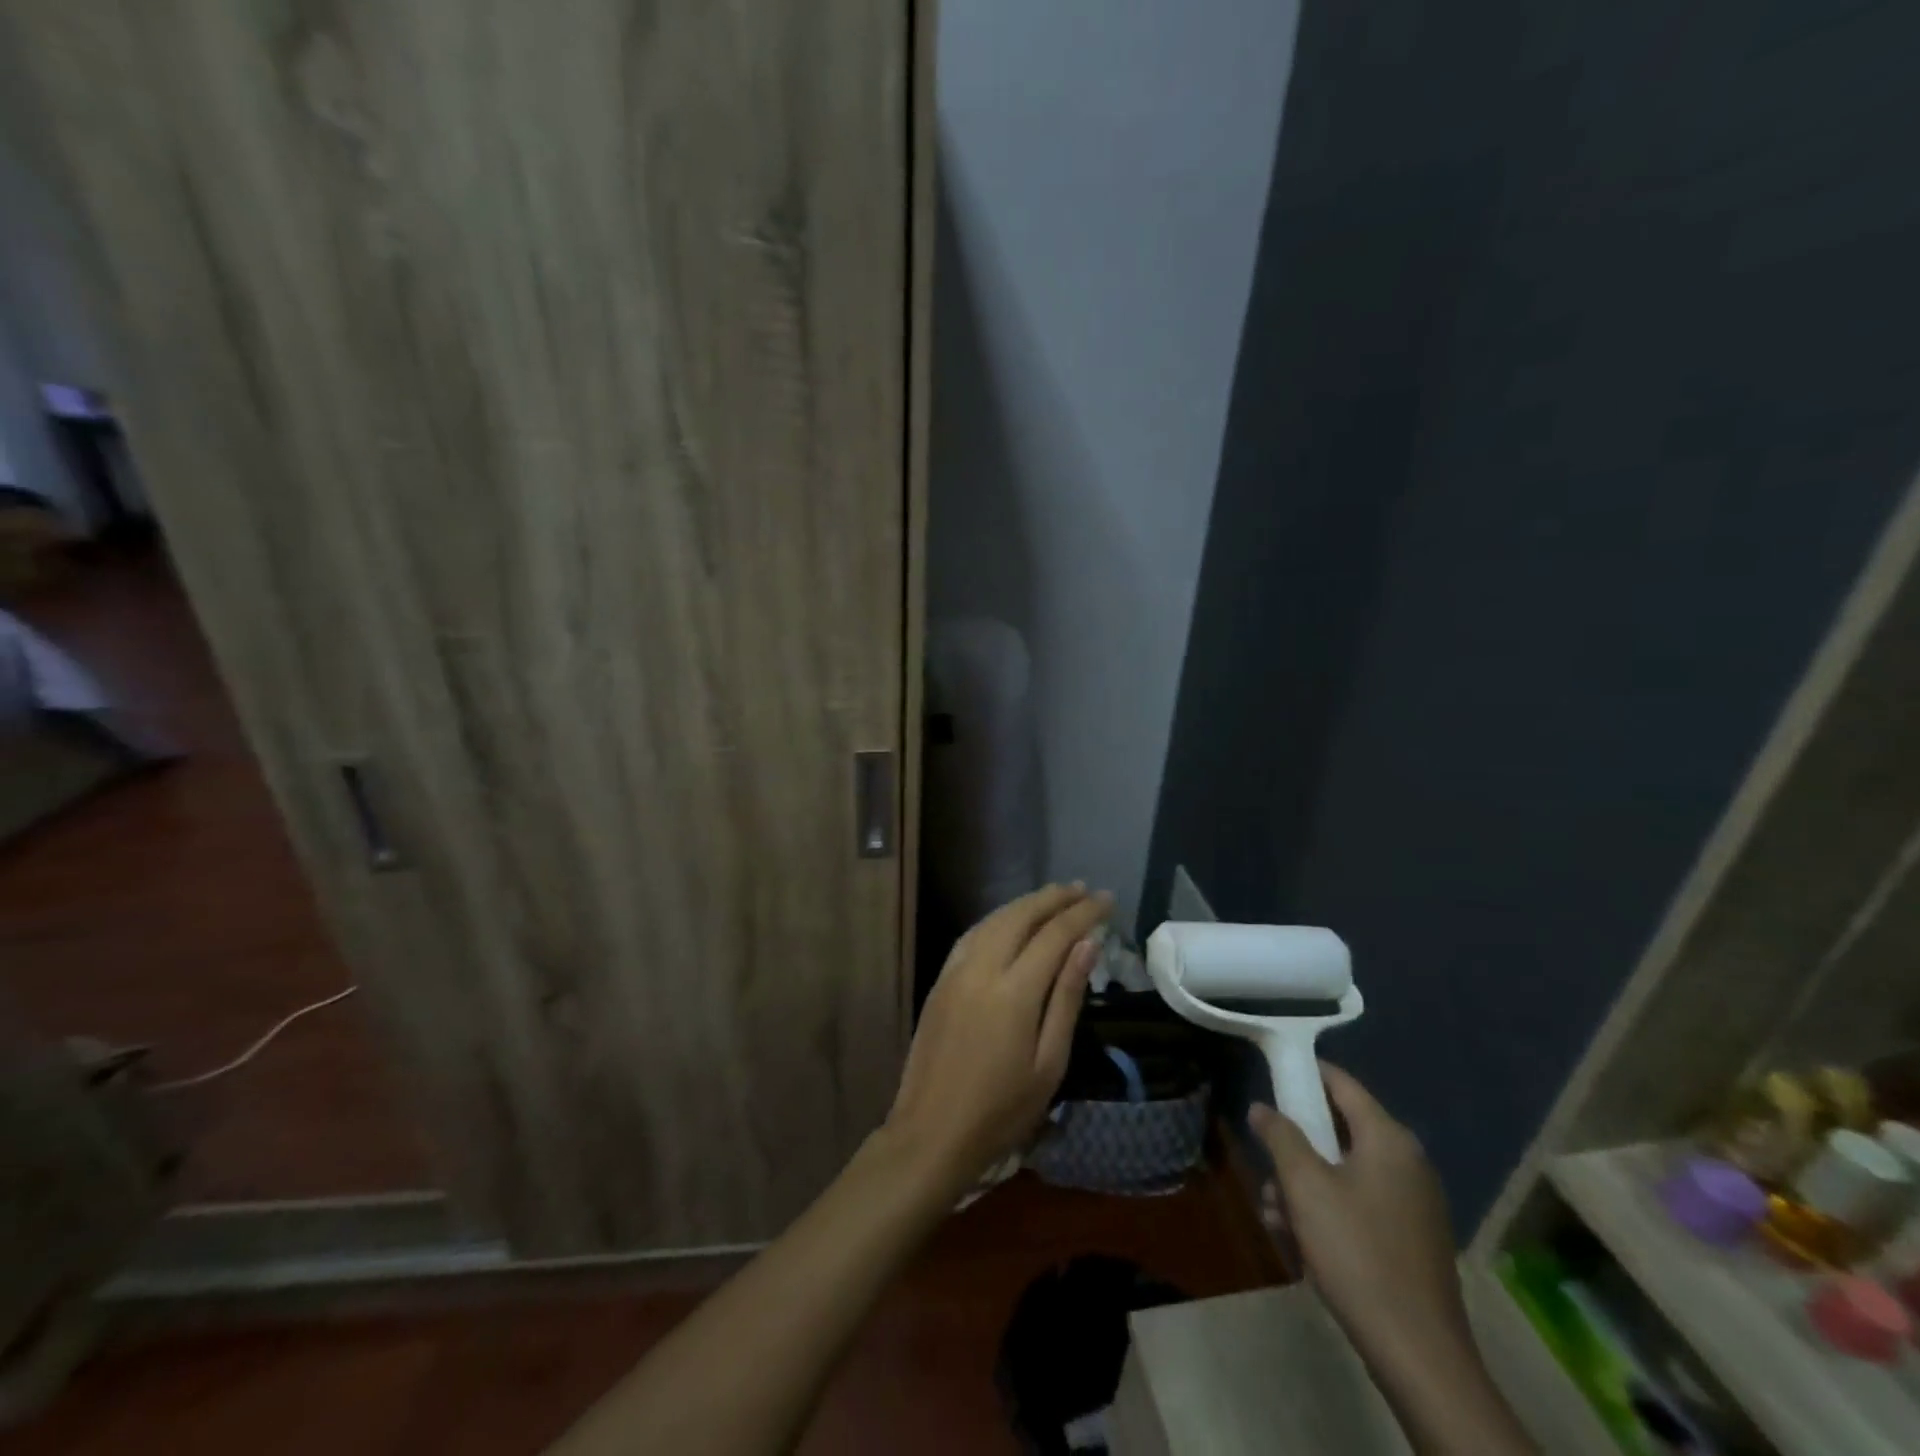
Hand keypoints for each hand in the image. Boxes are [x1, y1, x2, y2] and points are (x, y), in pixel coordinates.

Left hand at [886, 883, 1109, 1194]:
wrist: (931, 1133)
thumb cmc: (1001, 1110)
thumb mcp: (1049, 1063)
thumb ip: (1067, 998)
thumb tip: (1087, 946)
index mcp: (1014, 991)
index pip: (1055, 935)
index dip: (1083, 913)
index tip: (1106, 899)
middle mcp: (982, 968)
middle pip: (1021, 916)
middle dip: (1054, 898)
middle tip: (1081, 888)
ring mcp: (955, 971)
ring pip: (993, 919)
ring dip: (1025, 903)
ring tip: (1053, 897)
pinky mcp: (940, 980)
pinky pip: (972, 934)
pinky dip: (998, 918)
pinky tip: (1010, 921)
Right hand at [1252, 1064, 1467, 1375]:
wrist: (1418, 1353)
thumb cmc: (1356, 1252)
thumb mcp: (1304, 1186)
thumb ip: (1280, 1136)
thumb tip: (1262, 1108)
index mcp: (1388, 1139)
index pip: (1342, 1083)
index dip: (1305, 1073)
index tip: (1271, 1074)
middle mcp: (1407, 1162)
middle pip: (1339, 1131)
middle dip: (1296, 1147)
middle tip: (1266, 1165)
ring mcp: (1413, 1203)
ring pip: (1343, 1172)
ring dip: (1304, 1186)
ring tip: (1274, 1214)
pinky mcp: (1410, 1239)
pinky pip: (1359, 1204)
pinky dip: (1328, 1211)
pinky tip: (1299, 1241)